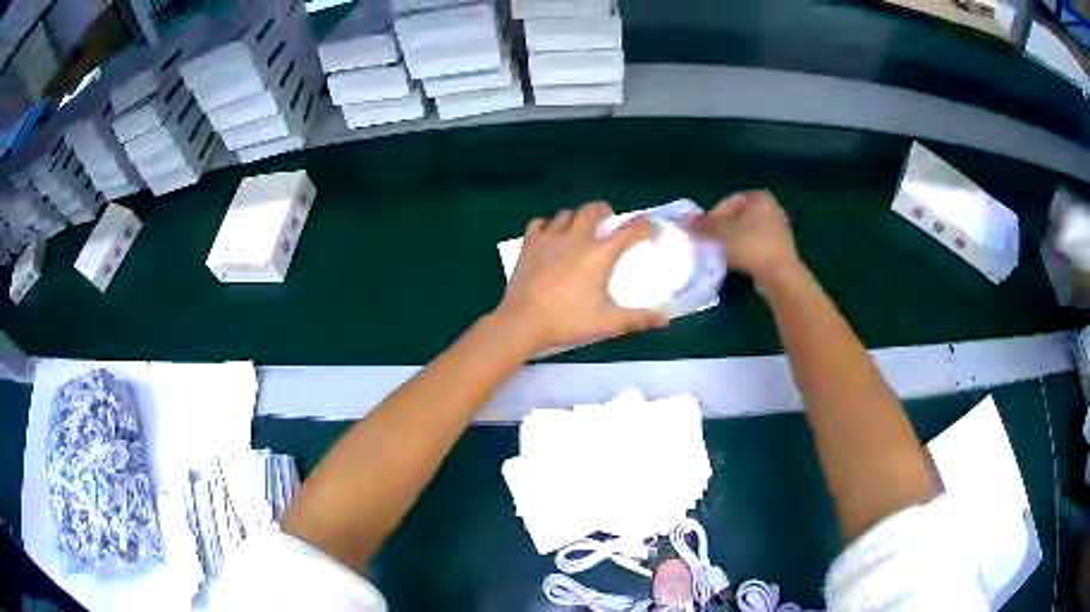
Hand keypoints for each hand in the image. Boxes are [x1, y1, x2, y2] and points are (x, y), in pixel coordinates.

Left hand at [496, 202, 670, 351]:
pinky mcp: (529, 243)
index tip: (651, 227)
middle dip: (604, 210)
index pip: (629, 231)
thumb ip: (639, 318)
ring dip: (577, 217)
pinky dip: (548, 225)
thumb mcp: (609, 322)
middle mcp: (577, 238)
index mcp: (600, 254)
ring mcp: (550, 238)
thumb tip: (666, 318)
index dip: (644, 227)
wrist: (524, 321)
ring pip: (566, 214)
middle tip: (608, 219)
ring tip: (580, 228)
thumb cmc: (569, 320)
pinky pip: (540, 223)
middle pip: (593, 210)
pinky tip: (550, 235)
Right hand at [687, 190, 801, 289]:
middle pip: (737, 217)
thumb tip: (685, 219)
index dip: (712, 217)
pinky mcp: (781, 248)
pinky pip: (756, 245)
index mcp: (758, 197)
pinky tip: (738, 263)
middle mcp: (771, 207)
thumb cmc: (750, 246)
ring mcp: (778, 228)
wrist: (779, 274)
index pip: (727, 202)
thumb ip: (703, 225)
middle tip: (710, 244)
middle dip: (722, 229)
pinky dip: (745, 251)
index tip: (704, 233)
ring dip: (733, 241)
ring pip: (747, 231)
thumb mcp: (721, 233)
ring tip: (722, 255)